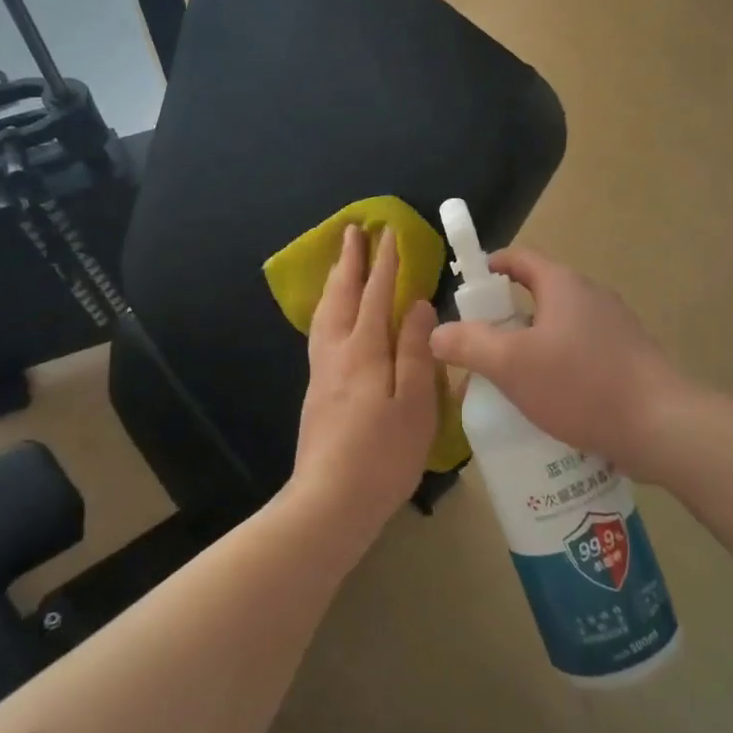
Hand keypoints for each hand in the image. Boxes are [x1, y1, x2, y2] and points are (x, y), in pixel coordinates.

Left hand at [289, 225, 438, 538]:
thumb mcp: (414, 404)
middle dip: (350, 261)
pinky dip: (327, 308)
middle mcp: (337, 353)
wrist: (330, 502)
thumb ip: (415, 350)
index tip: (389, 233)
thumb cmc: (383, 456)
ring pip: (325, 313)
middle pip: (341, 296)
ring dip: (335, 281)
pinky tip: (332, 317)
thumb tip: (417, 304)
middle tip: (352, 231)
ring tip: (340, 263)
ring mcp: (322, 372)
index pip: (376, 294)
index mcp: (365, 351)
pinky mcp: (316, 391)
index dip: (385, 263)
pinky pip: (320, 331)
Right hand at [429, 247, 682, 471]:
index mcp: (563, 285)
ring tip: (507, 381)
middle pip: (537, 295)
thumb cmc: (581, 385)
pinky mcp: (627, 359)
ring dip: (530, 347)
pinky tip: (547, 403)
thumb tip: (436, 332)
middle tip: (478, 347)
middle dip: (504, 318)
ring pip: (558, 329)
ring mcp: (614, 328)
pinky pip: (580, 354)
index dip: (488, 267)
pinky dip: (557, 368)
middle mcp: (591, 297)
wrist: (662, 426)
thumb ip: (469, 345)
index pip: (518, 259)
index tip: (465, 290)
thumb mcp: (512, 365)